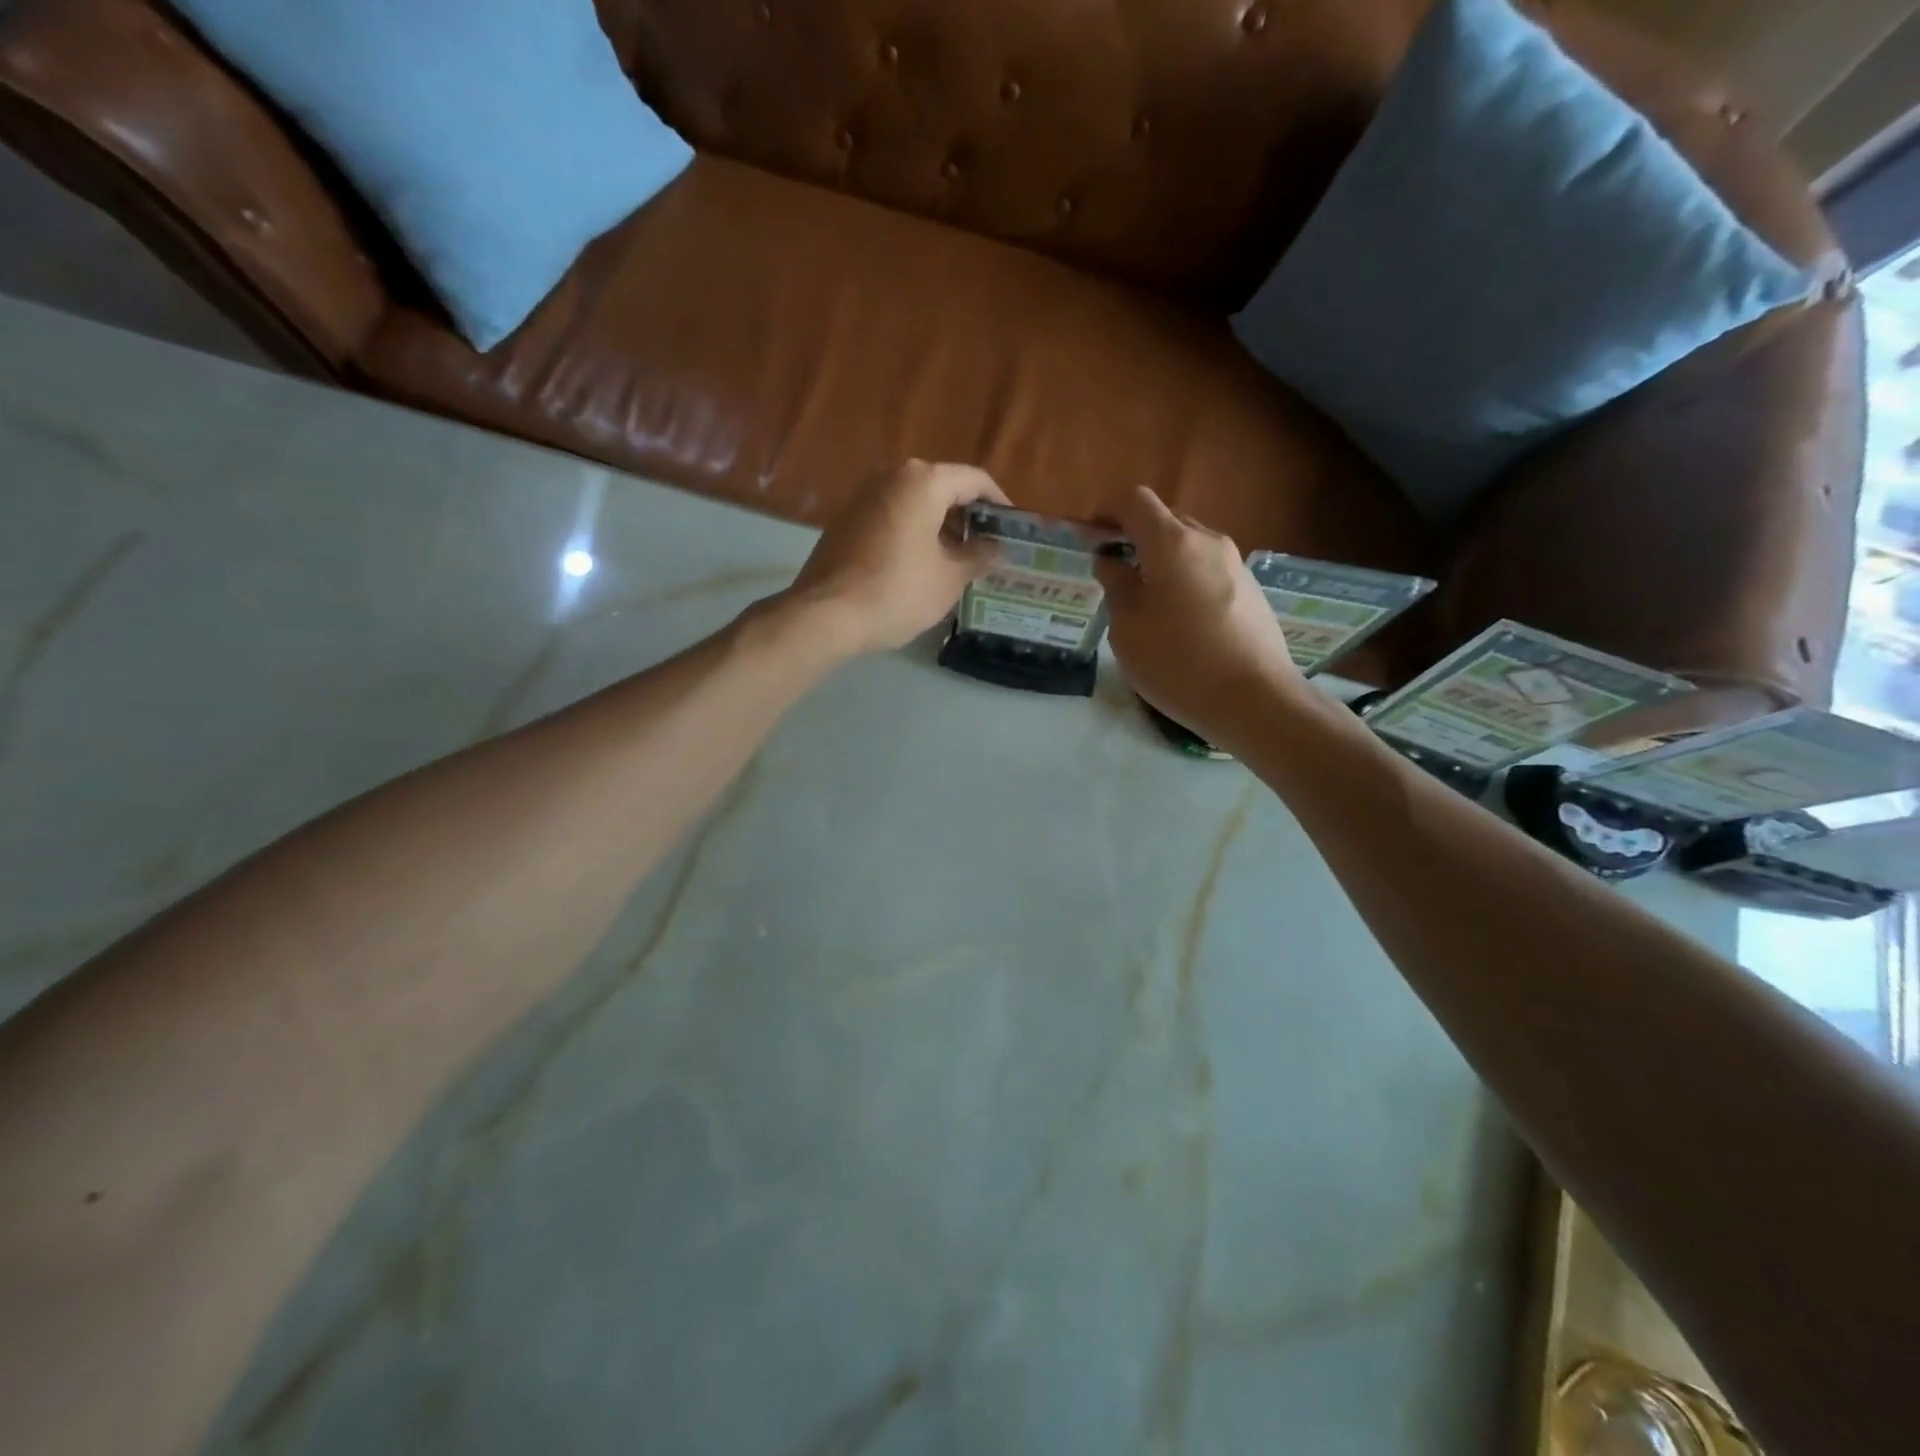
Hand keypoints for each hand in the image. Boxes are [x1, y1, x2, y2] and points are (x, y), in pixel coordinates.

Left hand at [785, 460, 1009, 653]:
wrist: (826, 615)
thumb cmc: (898, 591)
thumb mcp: (950, 578)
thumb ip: (979, 556)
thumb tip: (996, 547)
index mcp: (923, 481)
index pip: (975, 481)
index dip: (1000, 505)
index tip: (1014, 530)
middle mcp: (891, 476)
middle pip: (942, 488)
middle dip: (968, 517)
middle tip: (988, 548)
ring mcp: (863, 496)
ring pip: (915, 503)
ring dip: (940, 527)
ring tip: (958, 560)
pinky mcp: (845, 520)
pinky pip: (892, 517)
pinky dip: (913, 533)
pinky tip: (921, 565)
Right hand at [1095, 486, 1307, 748]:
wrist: (1256, 700)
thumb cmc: (1178, 663)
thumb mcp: (1127, 629)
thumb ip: (1116, 586)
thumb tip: (1112, 561)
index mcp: (1172, 543)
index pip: (1134, 500)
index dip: (1106, 512)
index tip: (1089, 538)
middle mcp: (1207, 541)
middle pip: (1164, 520)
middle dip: (1134, 536)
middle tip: (1112, 572)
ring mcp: (1235, 564)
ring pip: (1188, 546)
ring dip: (1161, 560)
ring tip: (1144, 600)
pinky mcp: (1251, 590)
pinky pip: (1208, 570)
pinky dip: (1185, 579)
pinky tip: (1179, 620)